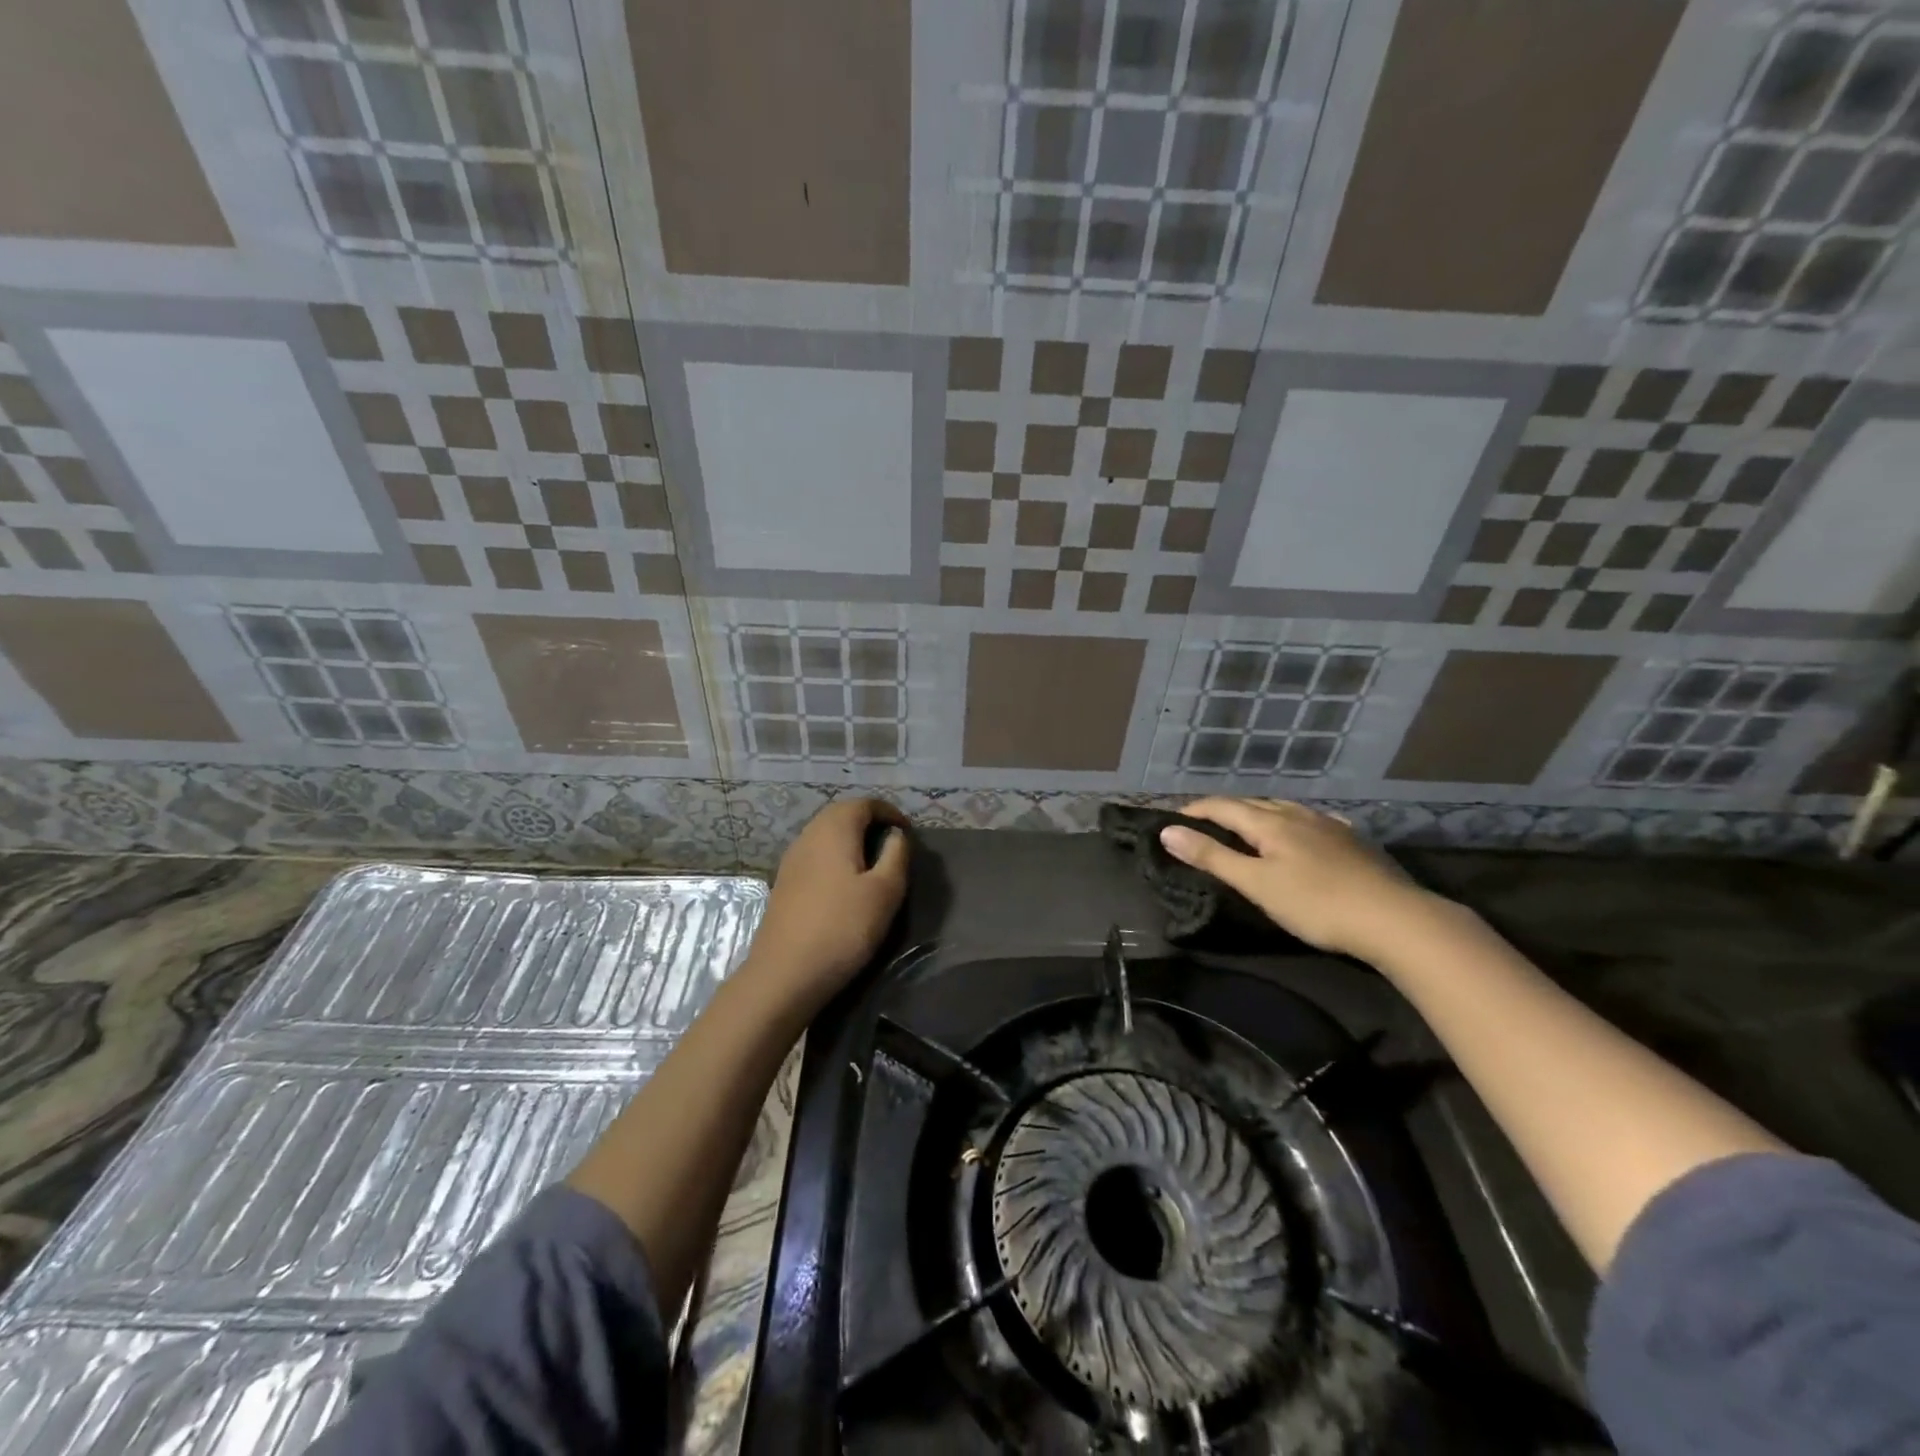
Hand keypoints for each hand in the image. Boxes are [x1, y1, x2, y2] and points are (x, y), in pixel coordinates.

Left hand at [743, 798, 909, 1009]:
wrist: (784, 974)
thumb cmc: (843, 927)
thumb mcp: (885, 891)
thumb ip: (896, 855)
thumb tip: (895, 835)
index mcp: (834, 829)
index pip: (864, 804)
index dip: (889, 812)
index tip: (907, 833)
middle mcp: (808, 835)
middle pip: (841, 814)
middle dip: (869, 823)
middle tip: (892, 845)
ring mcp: (791, 859)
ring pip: (825, 835)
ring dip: (851, 841)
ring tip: (873, 864)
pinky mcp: (784, 883)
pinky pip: (815, 856)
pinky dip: (835, 858)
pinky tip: (845, 885)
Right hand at [1159, 798, 1431, 961]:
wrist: (1396, 919)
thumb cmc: (1317, 904)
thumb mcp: (1256, 884)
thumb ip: (1212, 857)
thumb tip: (1168, 831)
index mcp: (1270, 823)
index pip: (1222, 807)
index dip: (1195, 810)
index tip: (1172, 819)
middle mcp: (1298, 815)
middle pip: (1252, 804)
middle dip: (1223, 810)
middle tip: (1202, 823)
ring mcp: (1329, 825)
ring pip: (1284, 809)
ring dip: (1257, 813)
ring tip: (1245, 825)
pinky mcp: (1354, 841)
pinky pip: (1312, 820)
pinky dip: (1292, 822)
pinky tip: (1302, 830)